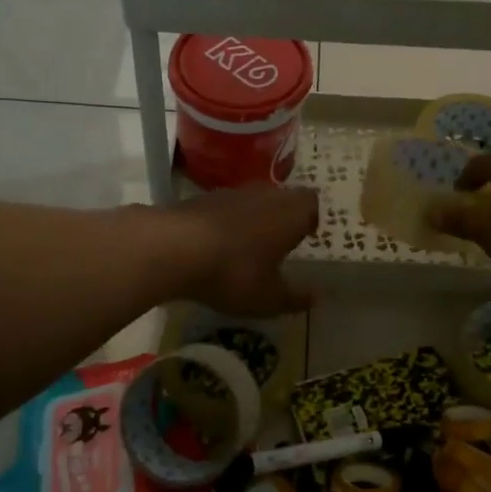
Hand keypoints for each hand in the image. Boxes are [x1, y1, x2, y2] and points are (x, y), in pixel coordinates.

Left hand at [163, 184, 319, 314]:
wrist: (173, 247)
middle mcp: (265, 195)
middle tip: (281, 243)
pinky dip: (228, 222)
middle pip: (283, 197)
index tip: (307, 236)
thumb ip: (295, 298)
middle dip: (284, 217)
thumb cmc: (233, 272)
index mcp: (290, 213)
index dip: (311, 218)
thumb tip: (317, 297)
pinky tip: (218, 245)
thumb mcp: (268, 298)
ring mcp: (232, 193)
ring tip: (248, 246)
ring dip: (255, 218)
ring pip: (254, 200)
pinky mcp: (203, 198)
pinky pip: (226, 207)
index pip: (311, 203)